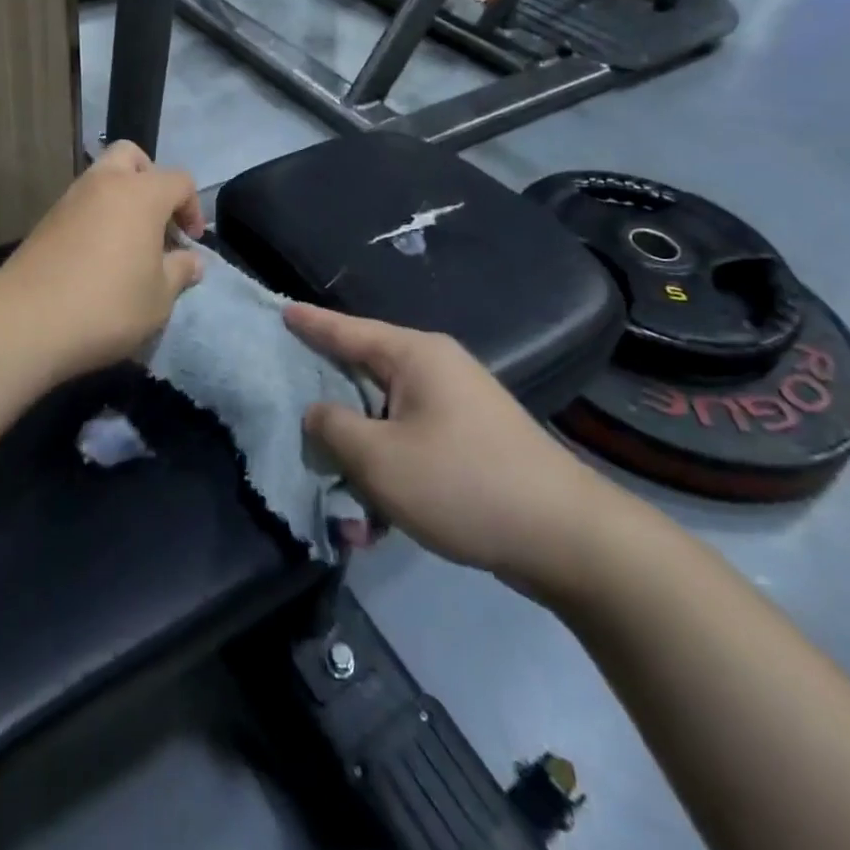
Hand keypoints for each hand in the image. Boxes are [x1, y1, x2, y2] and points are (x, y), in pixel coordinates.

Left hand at [0, 141, 206, 378]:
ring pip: (102, 178)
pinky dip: (96, 217)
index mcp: (141, 194)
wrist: (28, 319)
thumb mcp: (159, 297)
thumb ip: (180, 272)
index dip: (192, 207)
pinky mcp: (46, 220)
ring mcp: (70, 199)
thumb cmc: (108, 304)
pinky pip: (81, 204)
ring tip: (128, 243)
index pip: (179, 180)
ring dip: (121, 199)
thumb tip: (192, 261)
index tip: (190, 241)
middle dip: (150, 180)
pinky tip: (98, 256)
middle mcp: (105, 184)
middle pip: (132, 157)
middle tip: (157, 220)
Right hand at [288, 304, 628, 605]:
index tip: (281, 310)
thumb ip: (334, 429)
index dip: (311, 324)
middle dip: (329, 405)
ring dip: (361, 458)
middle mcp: (436, 370)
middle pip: (364, 375)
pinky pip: (412, 445)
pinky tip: (377, 523)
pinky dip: (390, 474)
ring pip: (387, 420)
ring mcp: (458, 406)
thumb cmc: (463, 484)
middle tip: (289, 407)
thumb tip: (318, 414)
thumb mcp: (379, 460)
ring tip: (337, 497)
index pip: (347, 330)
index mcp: (415, 356)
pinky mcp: (471, 443)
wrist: (568, 539)